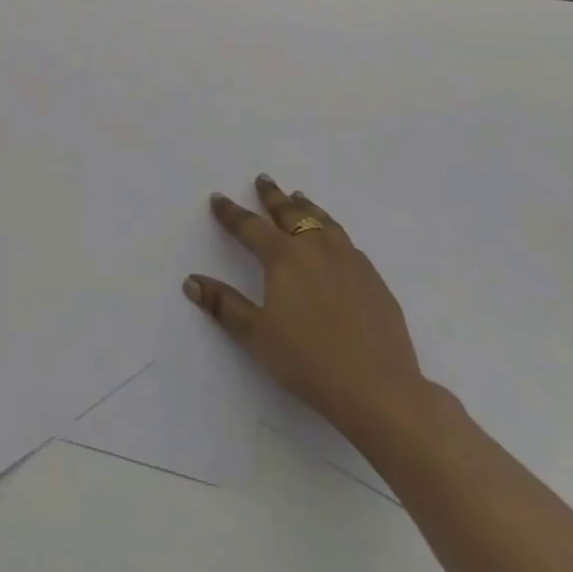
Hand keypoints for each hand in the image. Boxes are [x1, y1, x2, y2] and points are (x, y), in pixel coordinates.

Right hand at [184, 174, 428, 441]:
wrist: (381, 392)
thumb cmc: (309, 362)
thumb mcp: (257, 335)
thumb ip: (224, 305)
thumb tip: (191, 281)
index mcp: (284, 258)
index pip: (250, 226)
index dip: (231, 212)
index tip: (218, 198)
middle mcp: (316, 249)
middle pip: (290, 213)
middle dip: (272, 196)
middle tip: (263, 180)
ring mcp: (350, 262)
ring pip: (323, 222)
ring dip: (307, 207)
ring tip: (299, 197)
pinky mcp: (374, 280)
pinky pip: (347, 242)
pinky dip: (332, 230)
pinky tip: (335, 240)